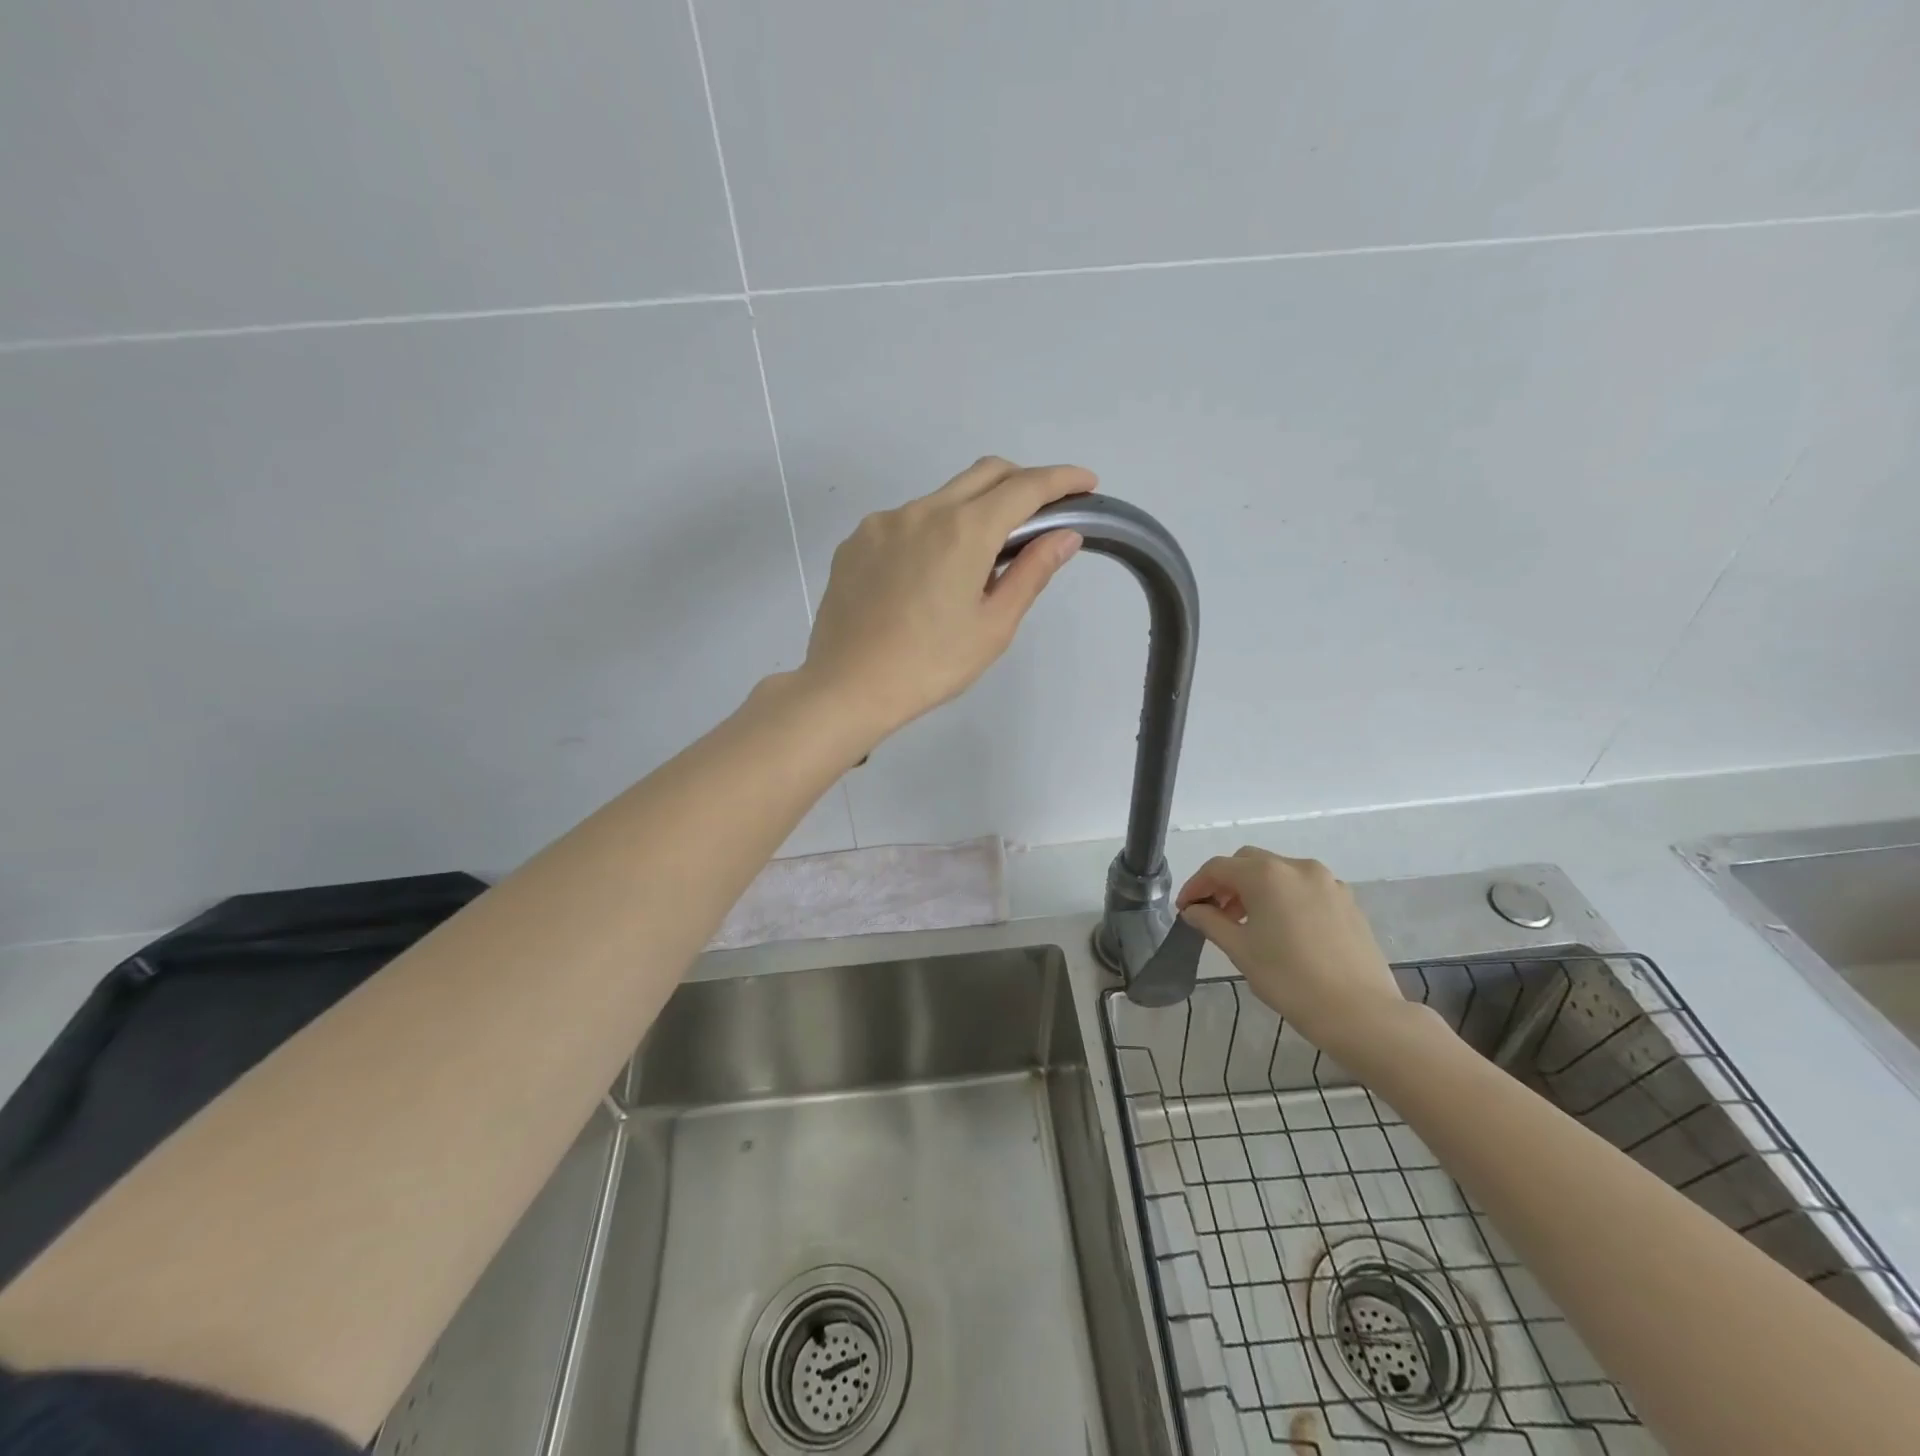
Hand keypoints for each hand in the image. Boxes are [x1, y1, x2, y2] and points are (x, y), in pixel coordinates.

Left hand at [800, 457, 1094, 743]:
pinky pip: (906, 521)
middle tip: (1042, 513)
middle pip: (984, 474)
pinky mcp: (856, 541)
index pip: (1025, 487)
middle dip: (1022, 481)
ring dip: (973, 511)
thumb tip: (1065, 535)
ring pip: (942, 497)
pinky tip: (927, 576)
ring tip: (978, 561)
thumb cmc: (930, 665)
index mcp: (963, 531)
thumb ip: (1031, 573)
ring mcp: (883, 523)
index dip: (1061, 480)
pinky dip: (932, 531)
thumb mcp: (993, 627)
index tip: (1086, 484)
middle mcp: (922, 511)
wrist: (847, 687)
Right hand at [1177, 848, 1409, 1053]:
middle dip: (1226, 883)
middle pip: (1249, 862)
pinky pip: (1304, 887)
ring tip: (1246, 922)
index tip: (1184, 909)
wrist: (1361, 1013)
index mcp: (1266, 875)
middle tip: (1213, 912)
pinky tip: (1281, 928)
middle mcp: (1297, 867)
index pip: (1218, 868)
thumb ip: (1211, 922)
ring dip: (1255, 889)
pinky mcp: (1347, 900)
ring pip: (1278, 872)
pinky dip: (1283, 897)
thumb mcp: (1241, 951)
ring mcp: (1327, 882)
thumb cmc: (1290, 980)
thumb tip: (1194, 910)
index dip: (1196, 885)